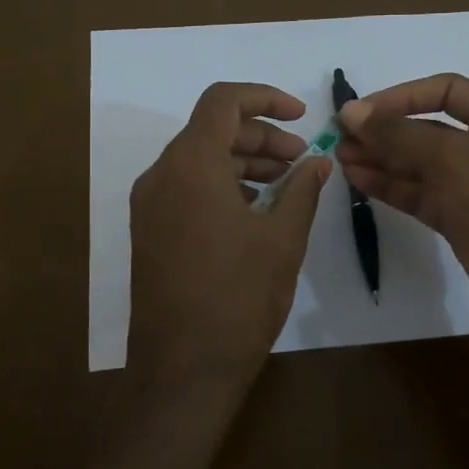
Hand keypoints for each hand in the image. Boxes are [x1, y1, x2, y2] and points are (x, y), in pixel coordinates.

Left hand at [128, 82, 329, 396]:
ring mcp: (149, 204)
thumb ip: (302, 190)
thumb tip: (319, 162)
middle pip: (211, 129)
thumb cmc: (238, 298)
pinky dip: (222, 185)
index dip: (265, 98)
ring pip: (198, 159)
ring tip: (285, 185)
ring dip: (242, 161)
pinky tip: (255, 211)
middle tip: (301, 159)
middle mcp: (161, 175)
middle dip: (260, 136)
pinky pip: (186, 188)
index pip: (222, 101)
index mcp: (190, 165)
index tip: (302, 117)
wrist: (182, 370)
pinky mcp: (149, 230)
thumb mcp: (282, 239)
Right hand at [337, 73, 468, 380]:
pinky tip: (359, 181)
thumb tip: (351, 110)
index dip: (402, 96)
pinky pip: (420, 196)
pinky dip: (390, 187)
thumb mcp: (453, 161)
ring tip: (340, 159)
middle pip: (427, 129)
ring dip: (381, 159)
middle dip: (385, 131)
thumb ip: (398, 134)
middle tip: (340, 137)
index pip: (445, 91)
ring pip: (419, 165)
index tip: (361, 111)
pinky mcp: (462, 222)